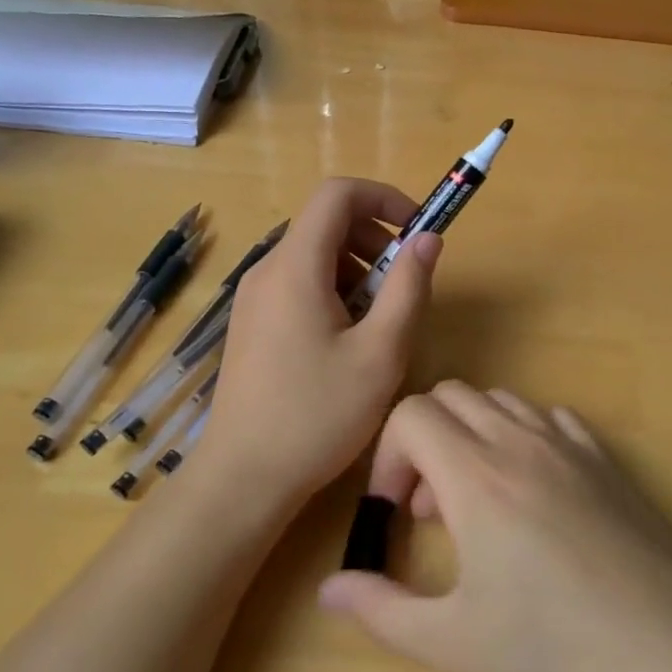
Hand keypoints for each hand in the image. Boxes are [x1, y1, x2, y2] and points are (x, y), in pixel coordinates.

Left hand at [196, 179, 440, 510]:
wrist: (244, 478)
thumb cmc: (317, 415)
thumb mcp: (381, 353)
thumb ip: (409, 288)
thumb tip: (427, 239)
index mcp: (296, 267)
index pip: (337, 194)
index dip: (384, 198)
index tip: (417, 230)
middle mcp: (268, 271)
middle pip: (326, 223)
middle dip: (375, 240)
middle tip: (403, 286)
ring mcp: (255, 298)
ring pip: (314, 256)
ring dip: (357, 271)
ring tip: (379, 323)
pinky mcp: (253, 324)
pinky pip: (299, 284)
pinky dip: (333, 292)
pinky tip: (347, 343)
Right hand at [318, 382, 671, 671]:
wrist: (669, 653)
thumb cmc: (553, 650)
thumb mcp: (454, 641)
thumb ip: (381, 608)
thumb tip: (328, 588)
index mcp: (475, 476)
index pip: (411, 414)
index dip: (388, 455)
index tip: (395, 511)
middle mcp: (518, 442)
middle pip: (451, 396)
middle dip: (424, 440)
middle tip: (432, 510)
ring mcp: (568, 444)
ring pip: (500, 402)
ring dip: (472, 436)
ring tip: (480, 502)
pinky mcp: (605, 458)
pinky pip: (549, 418)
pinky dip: (523, 437)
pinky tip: (534, 493)